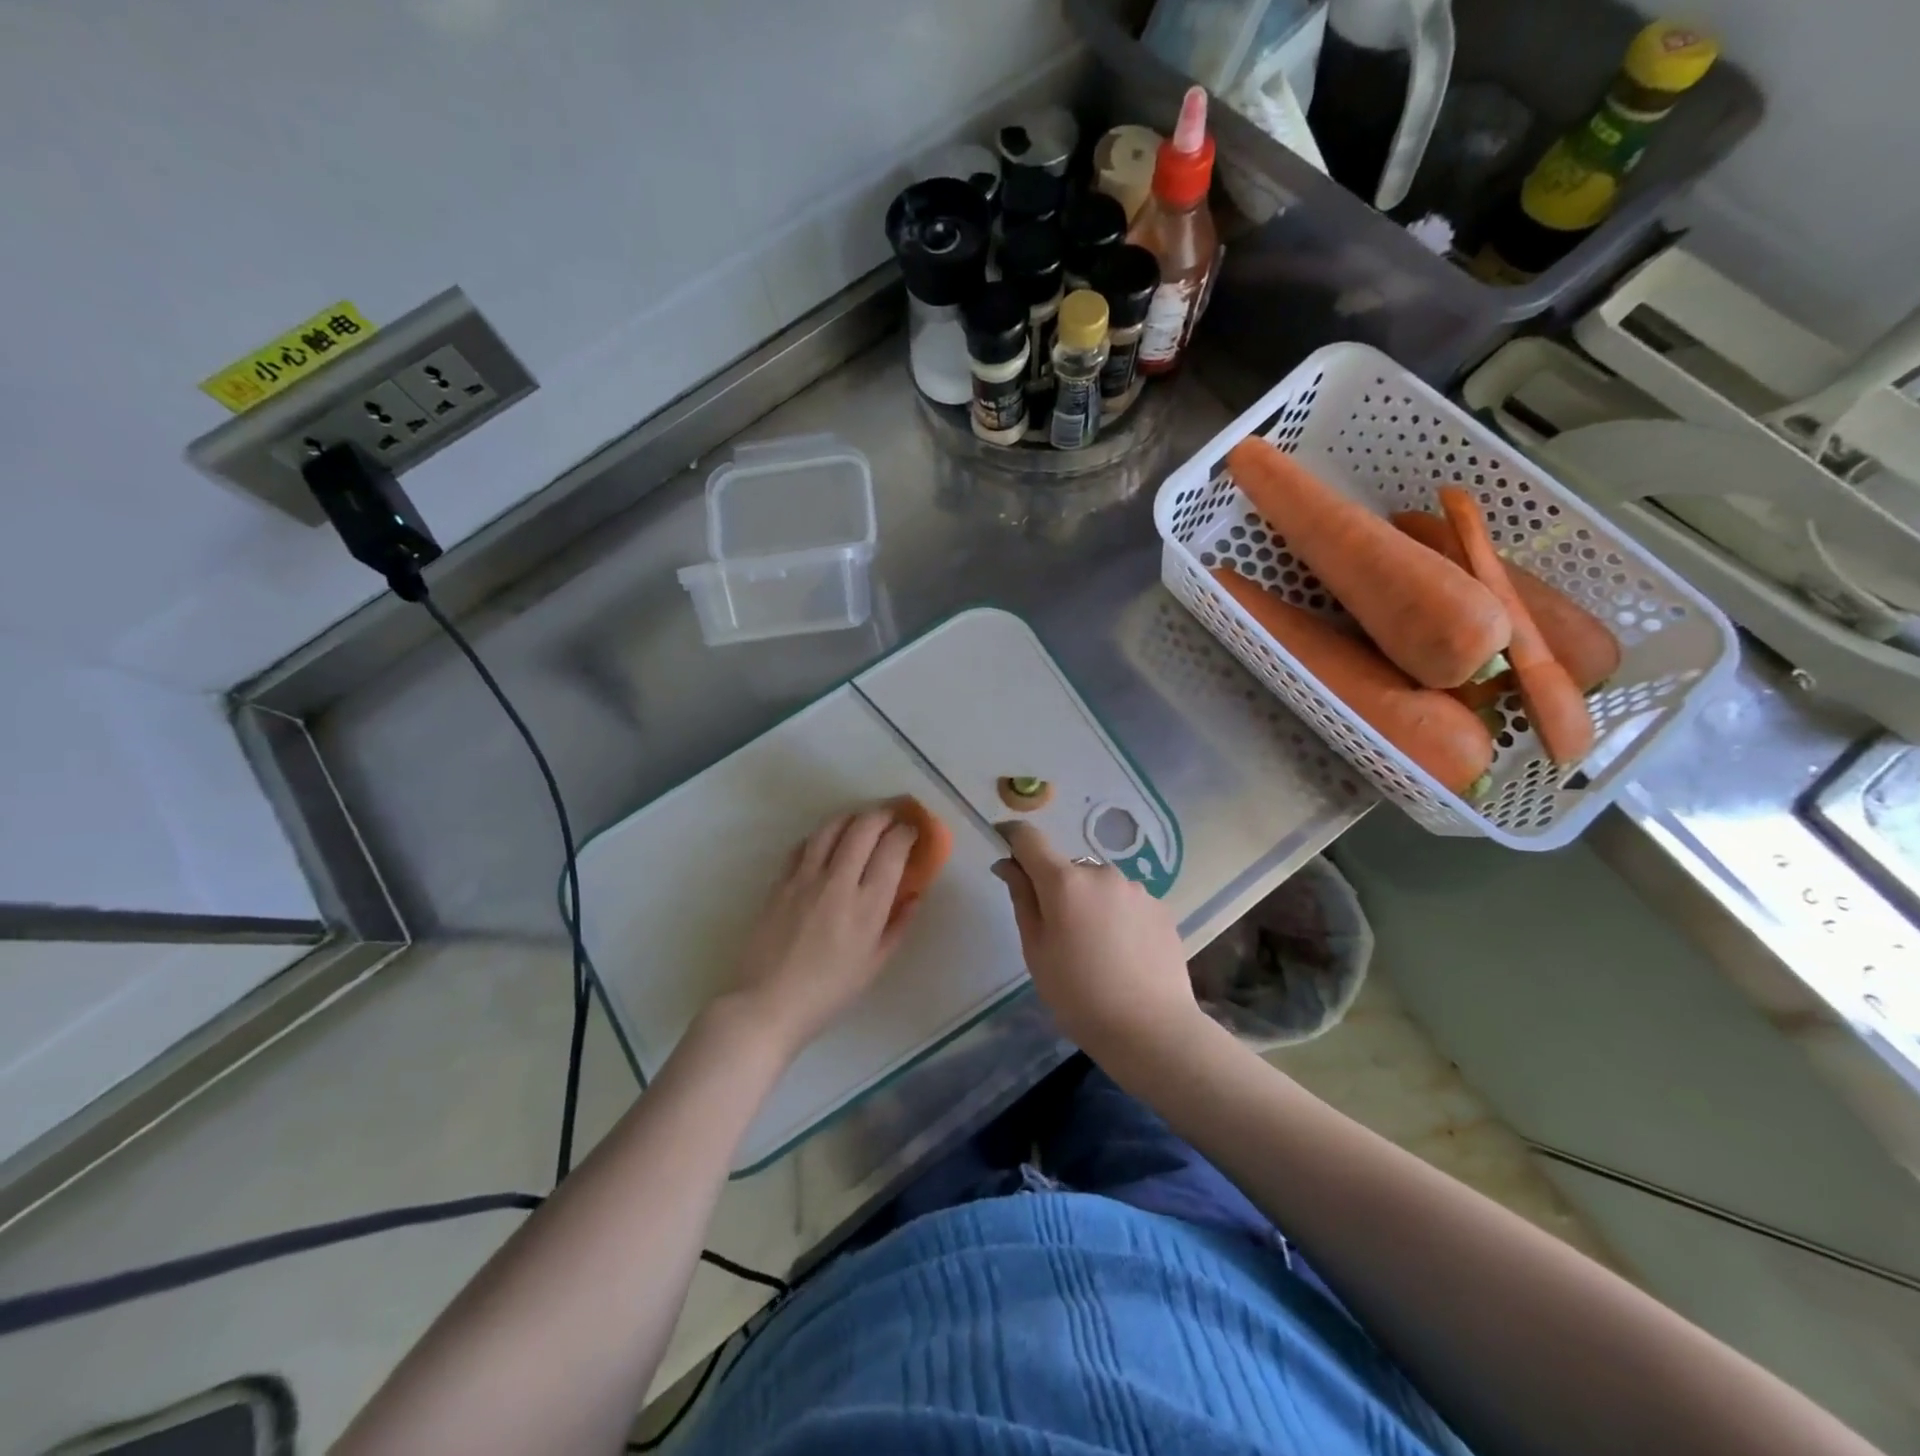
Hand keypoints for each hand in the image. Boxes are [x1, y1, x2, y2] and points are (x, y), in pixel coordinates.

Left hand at [721, 804, 920, 1059]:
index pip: (892, 850)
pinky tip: (827, 841)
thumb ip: (898, 925)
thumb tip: (915, 895)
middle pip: (863, 828)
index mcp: (868, 906)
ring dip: (851, 816)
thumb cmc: (829, 992)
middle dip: (882, 814)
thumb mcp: (874, 965)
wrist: (768, 1004)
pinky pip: (804, 846)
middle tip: (891, 816)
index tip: (912, 831)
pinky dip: (821, 836)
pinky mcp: (780, 881)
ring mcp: (805, 878)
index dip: (906, 832)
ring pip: (831, 828)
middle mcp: (838, 882)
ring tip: (861, 819)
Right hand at [992, 821, 1203, 1061]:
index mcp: (1064, 881)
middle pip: (1067, 868)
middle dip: (1056, 888)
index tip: (1003, 847)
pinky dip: (1117, 916)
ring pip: (1099, 885)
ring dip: (1089, 903)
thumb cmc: (1079, 995)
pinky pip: (1126, 901)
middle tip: (1058, 934)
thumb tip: (1007, 864)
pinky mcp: (1161, 906)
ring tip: (1096, 949)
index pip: (1029, 838)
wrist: (1151, 1029)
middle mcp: (1101, 872)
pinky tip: (1123, 954)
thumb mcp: (1036, 951)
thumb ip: (1022, 898)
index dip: (1012, 837)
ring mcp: (1136, 888)